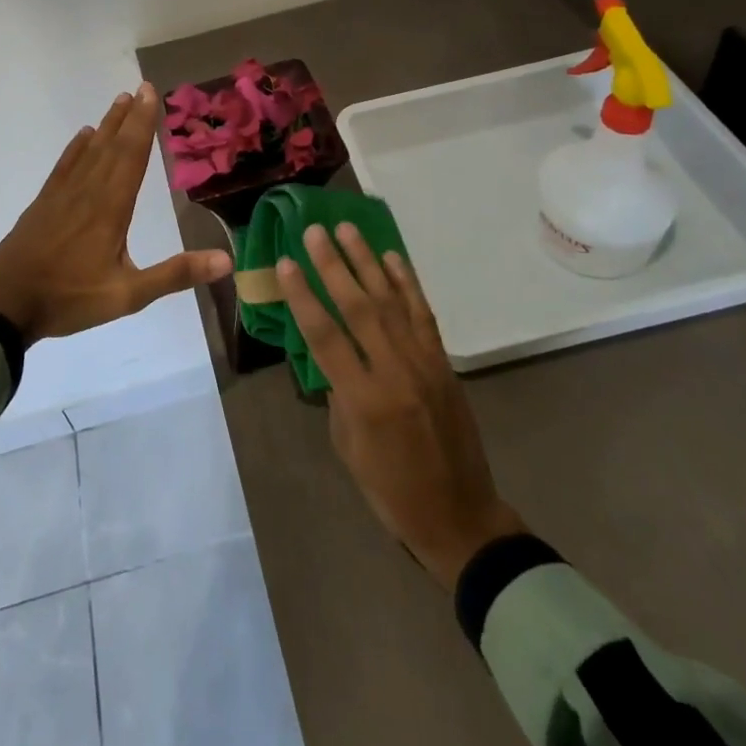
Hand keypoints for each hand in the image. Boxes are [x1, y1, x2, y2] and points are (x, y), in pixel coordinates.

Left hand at [0, 84, 232, 343]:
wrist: (6, 304)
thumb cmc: (70, 298)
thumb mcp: (128, 295)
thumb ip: (175, 274)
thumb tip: (225, 260)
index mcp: (111, 208)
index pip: (132, 156)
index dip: (143, 124)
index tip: (151, 94)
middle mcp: (88, 192)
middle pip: (112, 146)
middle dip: (129, 117)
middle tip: (141, 88)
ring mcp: (62, 195)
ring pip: (89, 150)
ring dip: (106, 125)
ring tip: (119, 101)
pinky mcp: (44, 203)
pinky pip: (65, 166)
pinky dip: (76, 147)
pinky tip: (83, 136)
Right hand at [278, 225, 523, 589]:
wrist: (460, 516)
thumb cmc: (391, 490)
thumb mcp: (347, 447)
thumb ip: (337, 392)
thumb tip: (329, 351)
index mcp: (364, 400)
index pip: (325, 336)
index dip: (302, 296)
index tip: (285, 262)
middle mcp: (395, 372)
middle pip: (358, 307)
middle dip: (333, 265)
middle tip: (314, 231)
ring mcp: (423, 363)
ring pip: (391, 300)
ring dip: (367, 261)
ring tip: (347, 229)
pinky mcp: (443, 362)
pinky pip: (422, 313)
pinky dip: (406, 282)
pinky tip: (392, 257)